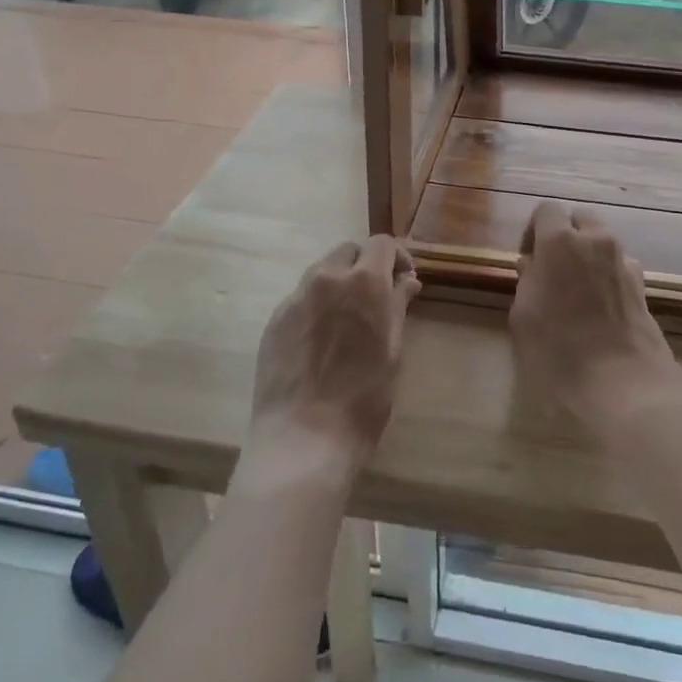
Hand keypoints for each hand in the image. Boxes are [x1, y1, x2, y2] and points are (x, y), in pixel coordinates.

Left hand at [245, 237, 419, 488]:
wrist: (303, 438)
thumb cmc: (363, 398)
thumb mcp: (392, 351)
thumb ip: (397, 306)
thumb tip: (407, 281)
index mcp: (364, 282)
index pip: (382, 243)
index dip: (397, 257)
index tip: (404, 281)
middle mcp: (327, 278)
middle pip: (348, 251)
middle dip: (366, 265)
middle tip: (377, 297)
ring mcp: (296, 297)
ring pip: (322, 271)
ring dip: (339, 281)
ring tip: (347, 318)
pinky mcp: (274, 319)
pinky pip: (301, 297)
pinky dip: (317, 303)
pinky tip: (321, 339)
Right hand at [509, 203, 681, 444]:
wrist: (622, 385)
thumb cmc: (559, 351)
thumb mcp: (523, 317)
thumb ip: (527, 281)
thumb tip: (532, 265)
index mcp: (560, 241)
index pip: (547, 210)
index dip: (534, 230)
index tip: (528, 260)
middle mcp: (596, 241)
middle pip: (581, 219)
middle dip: (567, 235)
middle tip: (553, 269)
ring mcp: (624, 262)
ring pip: (603, 242)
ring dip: (589, 255)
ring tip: (577, 292)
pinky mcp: (643, 287)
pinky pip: (620, 267)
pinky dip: (608, 276)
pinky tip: (600, 308)